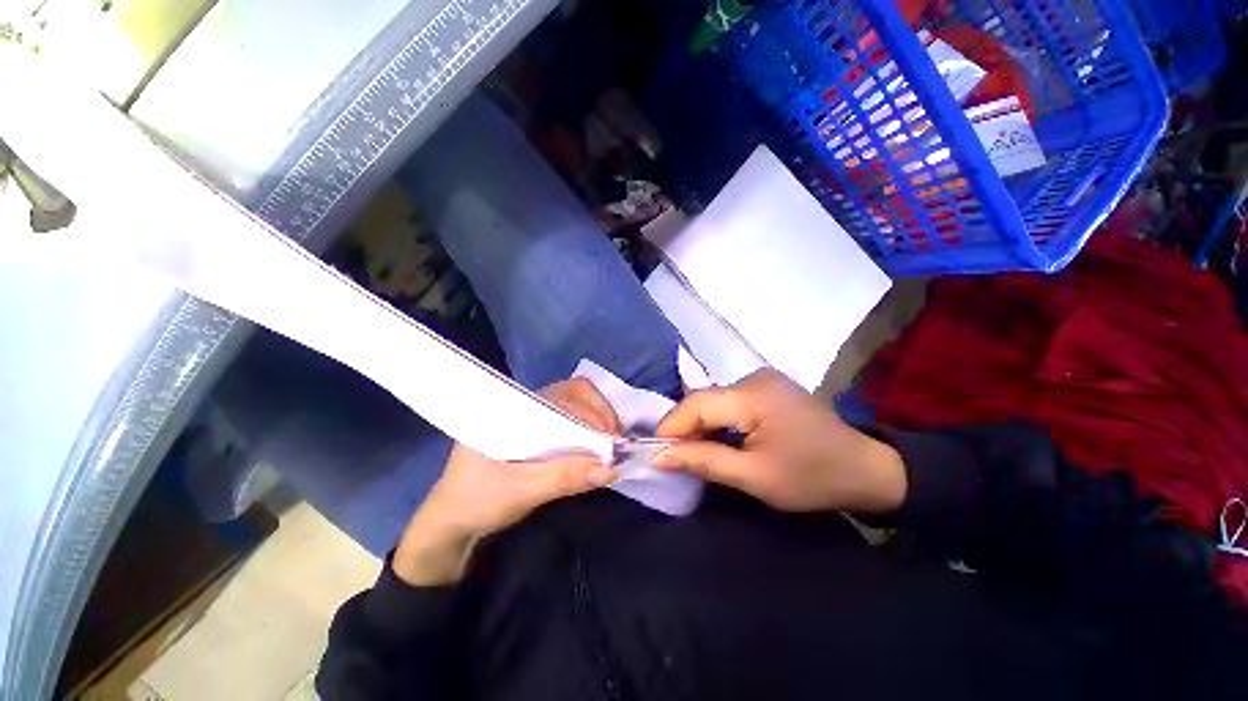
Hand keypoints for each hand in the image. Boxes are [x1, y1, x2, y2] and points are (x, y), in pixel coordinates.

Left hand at [394, 378, 619, 584]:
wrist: (452, 524)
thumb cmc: (478, 502)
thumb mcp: (521, 491)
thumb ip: (564, 477)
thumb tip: (611, 469)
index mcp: (511, 407)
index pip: (562, 393)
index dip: (592, 411)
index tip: (610, 440)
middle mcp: (523, 403)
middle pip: (573, 393)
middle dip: (600, 415)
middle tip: (616, 444)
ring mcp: (531, 416)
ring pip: (574, 405)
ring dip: (597, 422)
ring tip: (610, 448)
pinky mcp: (537, 431)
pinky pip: (569, 421)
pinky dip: (587, 432)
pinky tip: (595, 450)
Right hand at [653, 369, 905, 513]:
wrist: (865, 469)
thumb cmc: (812, 477)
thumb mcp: (754, 477)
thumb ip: (703, 461)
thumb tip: (659, 456)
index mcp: (754, 395)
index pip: (697, 404)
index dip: (672, 427)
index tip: (657, 453)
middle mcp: (754, 377)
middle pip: (704, 399)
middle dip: (685, 428)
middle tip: (675, 458)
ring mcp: (763, 379)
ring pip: (715, 400)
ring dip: (701, 425)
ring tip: (695, 452)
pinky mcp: (768, 387)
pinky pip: (730, 401)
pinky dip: (718, 421)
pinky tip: (719, 439)